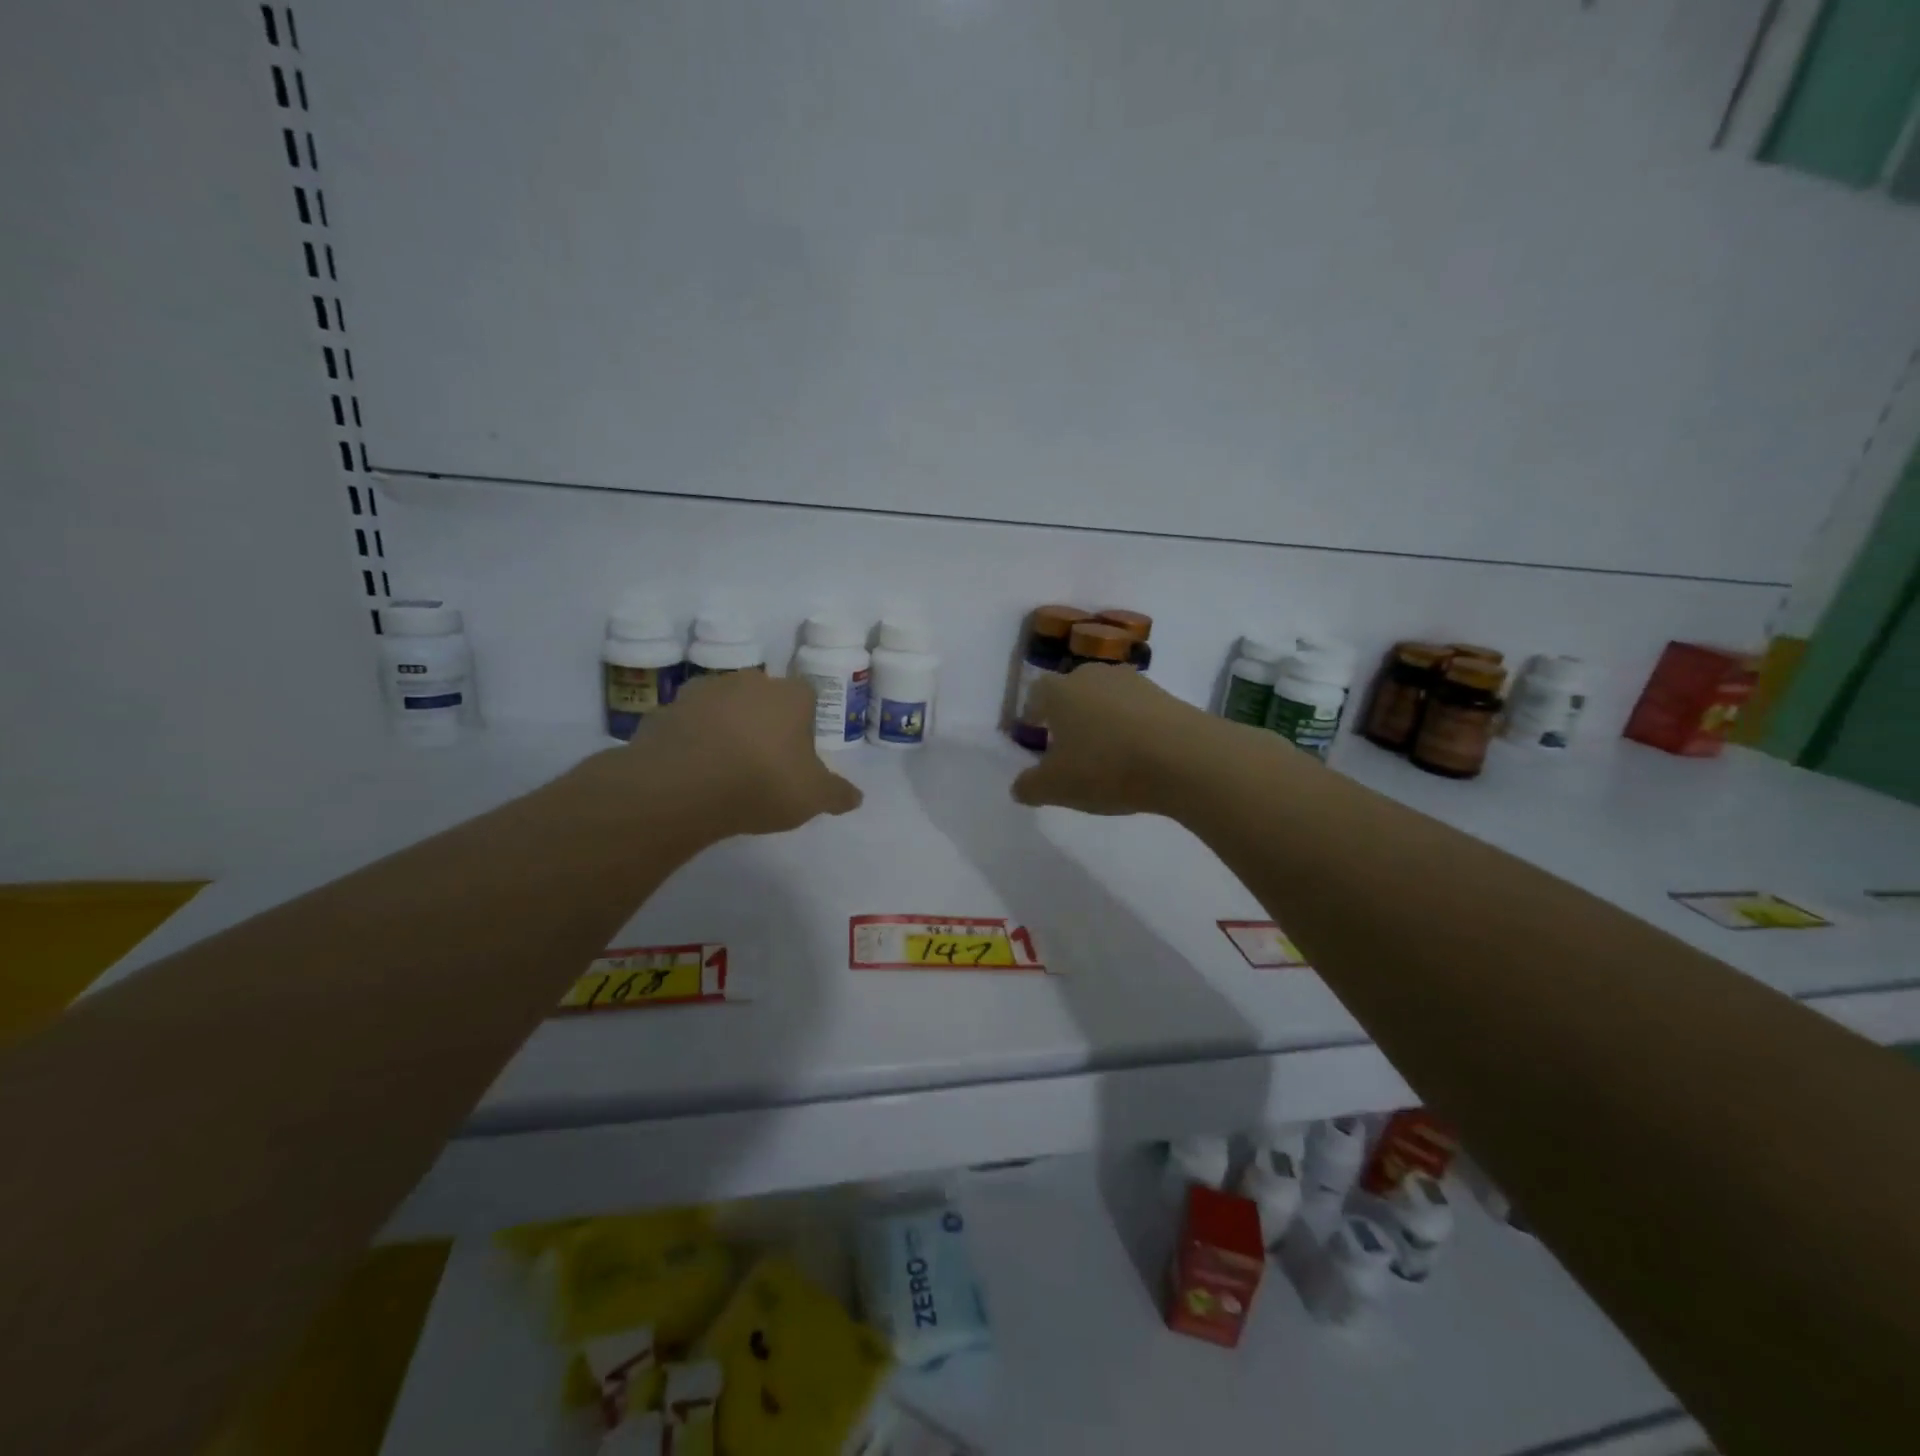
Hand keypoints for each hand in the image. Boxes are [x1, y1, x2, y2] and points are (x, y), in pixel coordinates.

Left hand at [591, 671, 862, 838]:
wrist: (681, 787)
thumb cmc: (762, 783)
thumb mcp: (812, 797)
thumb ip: (837, 794)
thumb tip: (856, 798)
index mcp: (790, 695)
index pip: (807, 696)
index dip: (804, 723)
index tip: (799, 752)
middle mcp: (748, 682)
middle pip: (763, 697)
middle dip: (764, 721)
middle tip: (764, 760)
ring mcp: (702, 692)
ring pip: (723, 706)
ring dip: (725, 727)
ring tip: (724, 768)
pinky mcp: (665, 710)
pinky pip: (687, 725)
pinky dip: (691, 741)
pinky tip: (692, 771)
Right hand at [1010, 665, 1222, 815]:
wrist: (1184, 758)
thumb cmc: (1106, 767)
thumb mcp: (1056, 787)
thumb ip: (1030, 787)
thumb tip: (1019, 787)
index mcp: (1060, 691)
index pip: (1037, 692)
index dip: (1034, 712)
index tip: (1035, 731)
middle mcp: (1094, 676)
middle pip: (1074, 690)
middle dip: (1068, 713)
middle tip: (1068, 743)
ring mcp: (1134, 683)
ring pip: (1107, 697)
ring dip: (1103, 718)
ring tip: (1105, 751)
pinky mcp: (1167, 696)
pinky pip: (1138, 710)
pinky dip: (1132, 727)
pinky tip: (1138, 754)